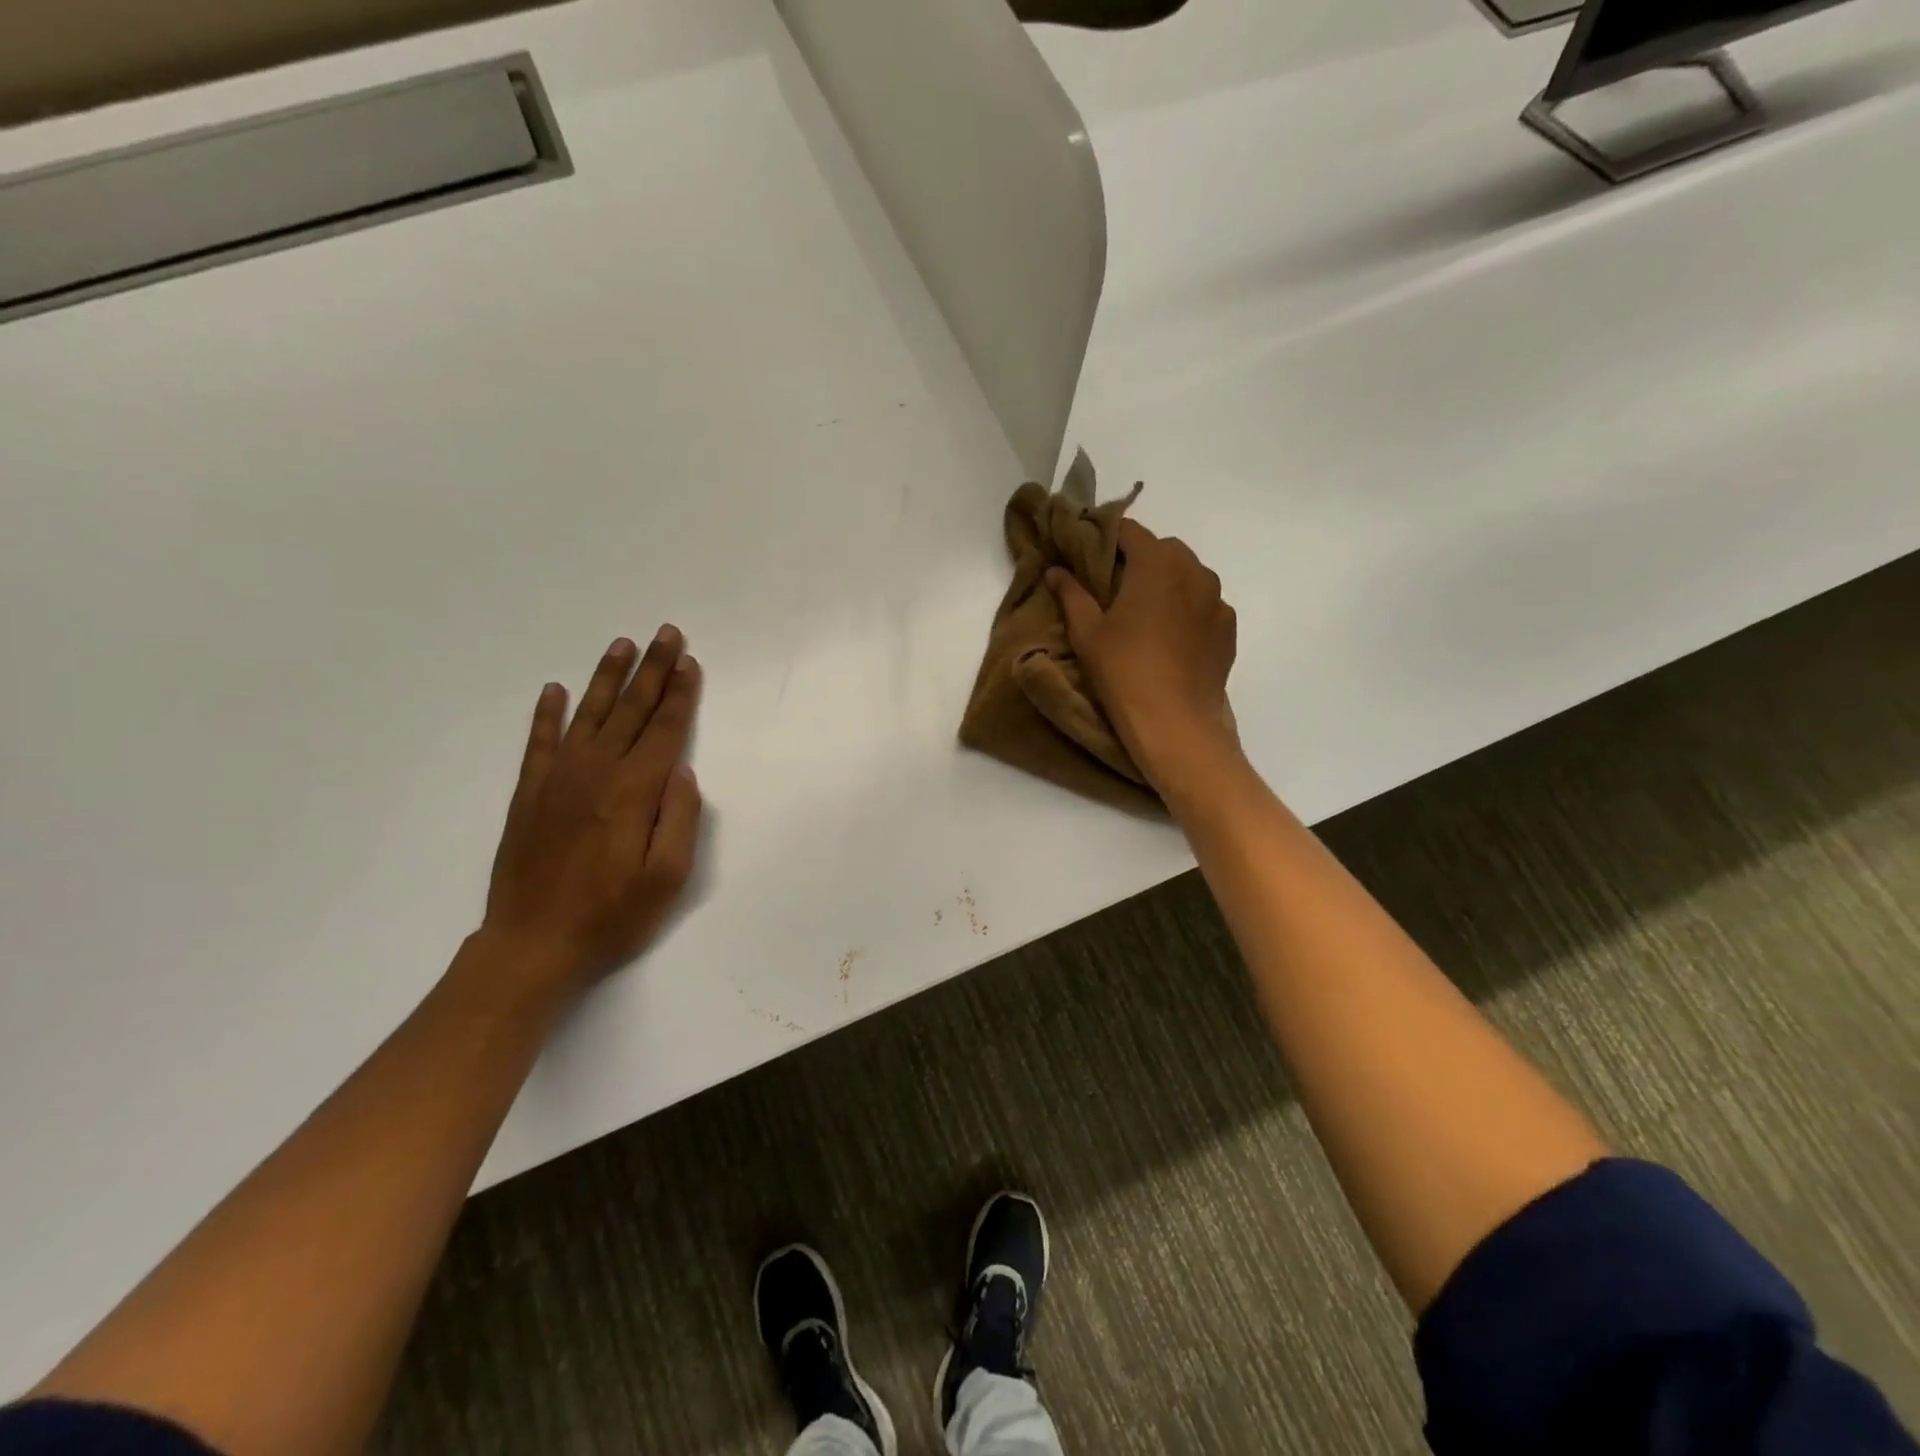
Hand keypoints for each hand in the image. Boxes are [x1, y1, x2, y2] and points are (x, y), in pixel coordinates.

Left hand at [480, 628, 703, 991]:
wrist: (531, 945)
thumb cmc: (611, 916)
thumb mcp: (667, 878)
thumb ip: (679, 818)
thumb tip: (680, 770)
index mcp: (632, 792)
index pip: (663, 730)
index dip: (680, 694)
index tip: (689, 662)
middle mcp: (595, 773)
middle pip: (630, 711)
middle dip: (652, 670)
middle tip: (666, 633)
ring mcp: (557, 780)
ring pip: (588, 715)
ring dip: (607, 678)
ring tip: (622, 644)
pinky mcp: (528, 794)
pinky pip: (539, 742)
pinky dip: (548, 713)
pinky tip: (556, 690)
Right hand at [1048, 521, 1239, 796]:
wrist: (1175, 722)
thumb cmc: (1123, 671)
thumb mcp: (1087, 633)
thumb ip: (1072, 594)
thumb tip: (1056, 570)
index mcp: (1156, 563)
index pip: (1130, 531)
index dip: (1108, 538)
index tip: (1091, 554)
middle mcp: (1194, 571)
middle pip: (1164, 550)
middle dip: (1140, 560)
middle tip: (1116, 590)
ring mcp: (1217, 600)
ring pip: (1189, 576)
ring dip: (1167, 583)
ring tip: (1146, 615)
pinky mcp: (1228, 628)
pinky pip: (1205, 604)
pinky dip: (1188, 609)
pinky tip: (1171, 638)